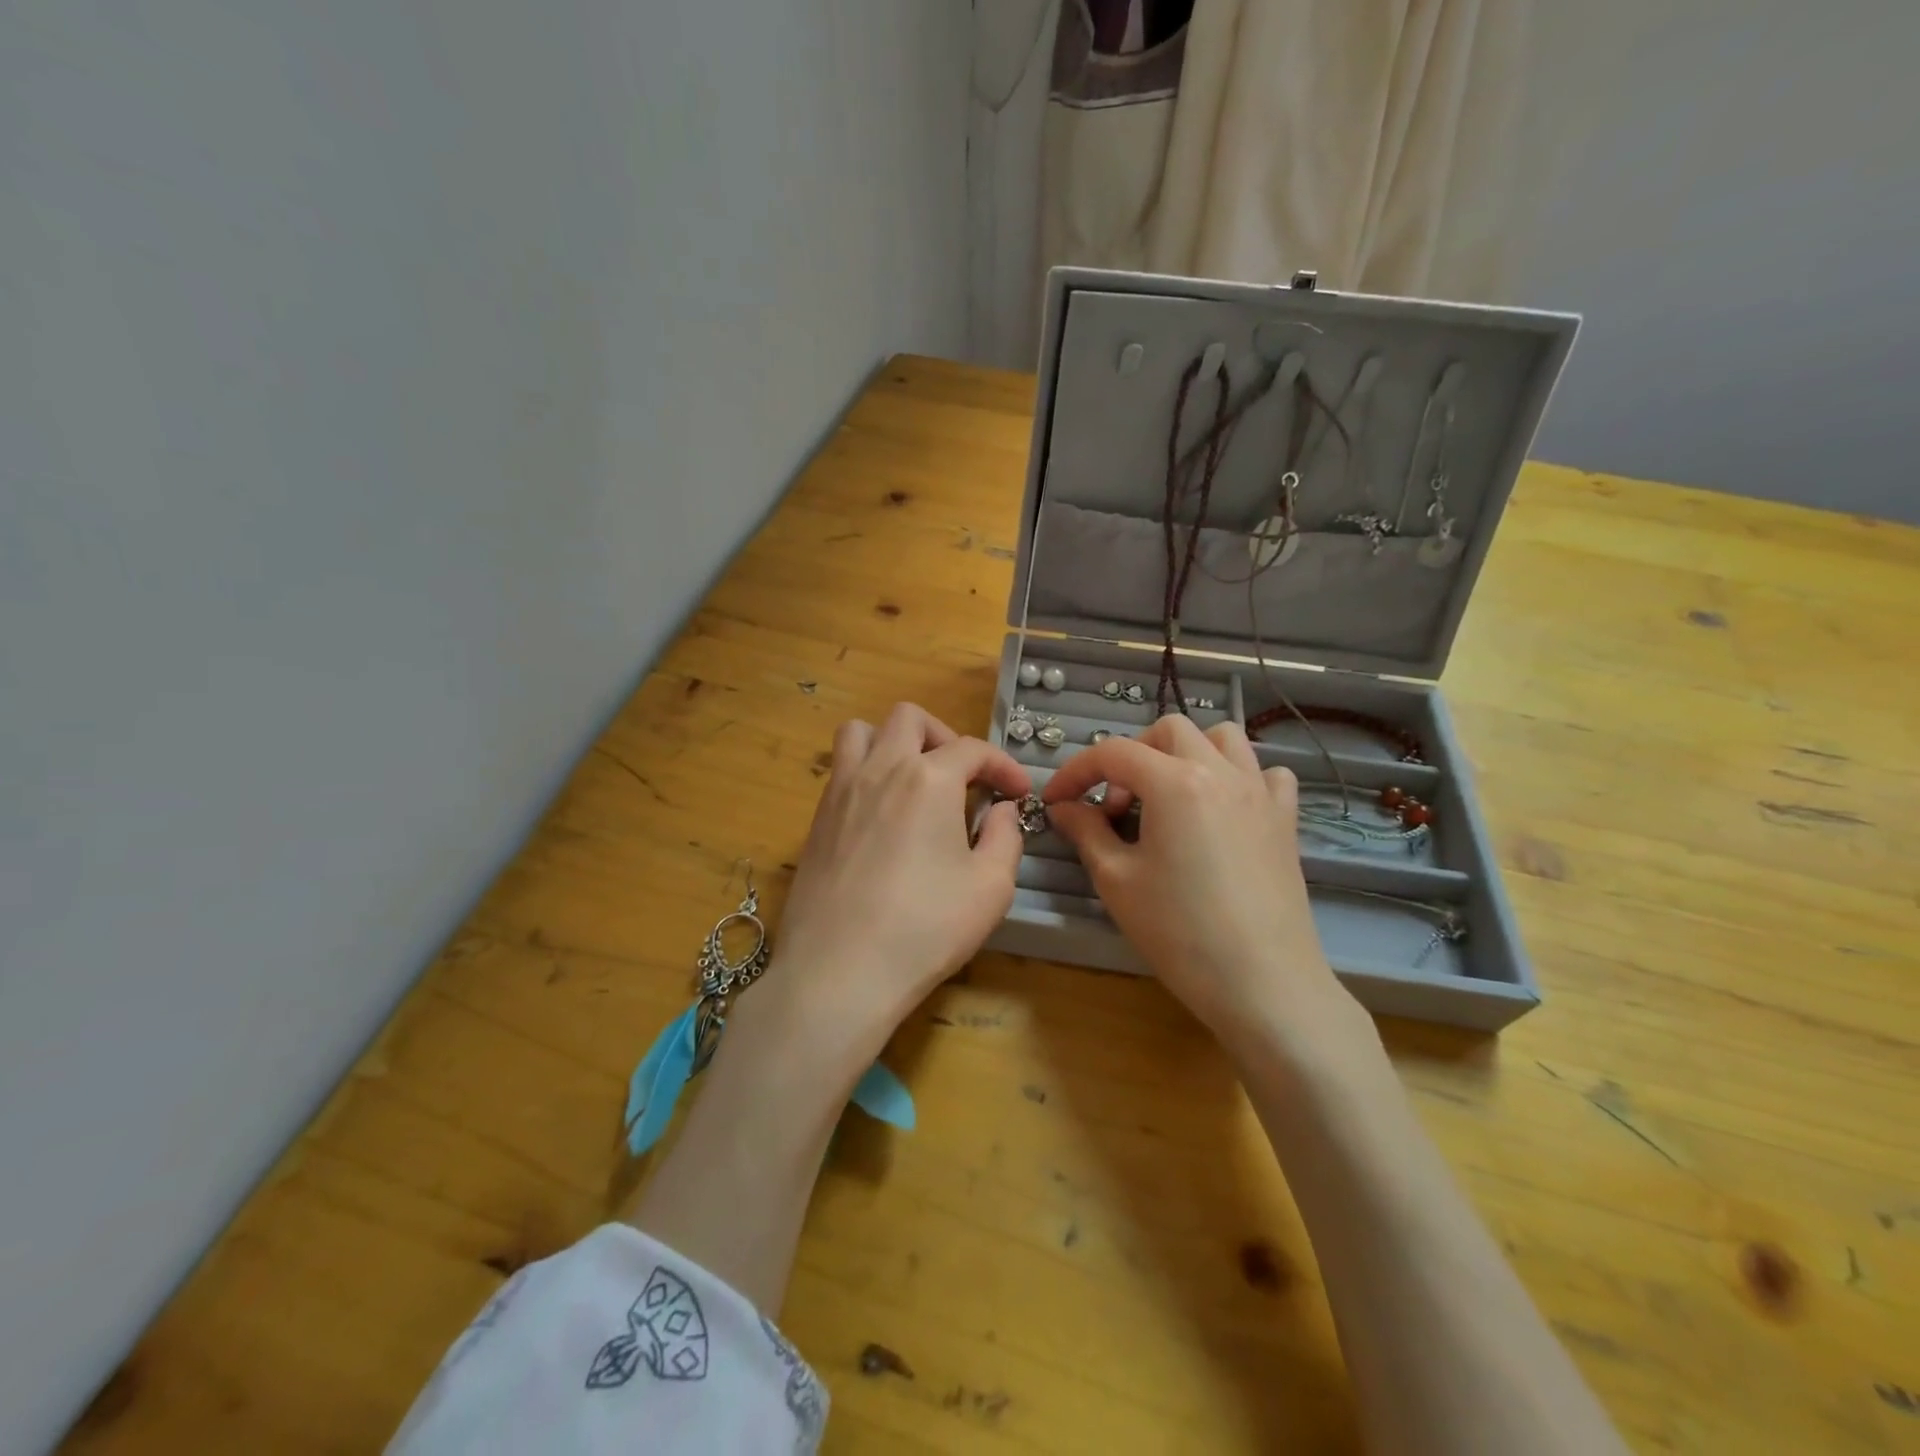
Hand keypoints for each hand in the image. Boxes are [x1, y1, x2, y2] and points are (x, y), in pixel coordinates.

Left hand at [750, 703, 1030, 1065]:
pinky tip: (883, 815)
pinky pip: (841, 769)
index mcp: (928, 779)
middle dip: (945, 737)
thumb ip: (1006, 836)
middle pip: (910, 718)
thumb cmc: (925, 928)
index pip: (973, 749)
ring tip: (914, 780)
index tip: (1018, 793)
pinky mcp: (817, 819)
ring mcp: (841, 791)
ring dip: (893, 741)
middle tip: (963, 778)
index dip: (1003, 766)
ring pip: (862, 732)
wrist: (839, 971)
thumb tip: (1001, 809)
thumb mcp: (991, 887)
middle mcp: (881, 769)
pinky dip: (867, 772)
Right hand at [1041, 714, 1365, 1057]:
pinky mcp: (1285, 819)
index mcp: (1175, 782)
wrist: (1262, 983)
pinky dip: (1239, 776)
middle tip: (1116, 804)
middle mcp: (1220, 772)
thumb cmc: (1179, 932)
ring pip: (1223, 738)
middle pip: (1168, 730)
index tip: (1055, 800)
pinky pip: (1266, 773)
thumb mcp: (1116, 880)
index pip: (1113, 753)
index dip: (1076, 771)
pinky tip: (1224, 809)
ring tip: (1168, 795)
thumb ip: (1085, 831)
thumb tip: (1064, 807)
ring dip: (1186, 753)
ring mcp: (1259, 792)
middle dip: (1132, 755)